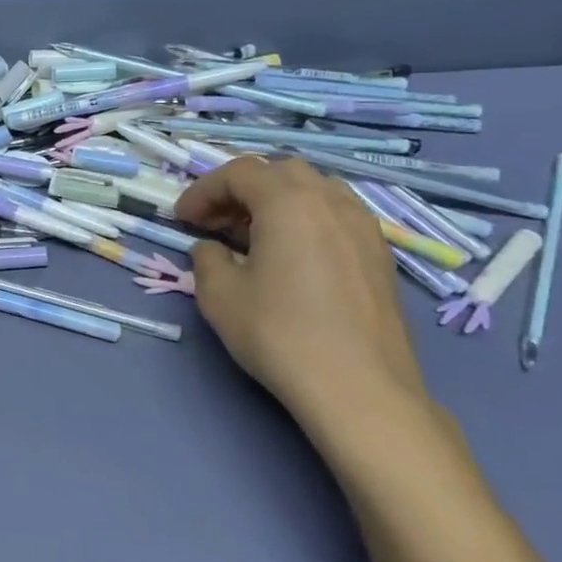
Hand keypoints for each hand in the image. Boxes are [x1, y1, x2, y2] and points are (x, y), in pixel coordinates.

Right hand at [176, 157, 430, 441]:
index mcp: (288, 201)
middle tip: (216, 222)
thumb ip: (206, 259)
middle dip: (241, 190)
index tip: (182, 220)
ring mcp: (363, 226)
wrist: (359, 389)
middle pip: (279, 173)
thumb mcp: (219, 295)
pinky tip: (291, 257)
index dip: (203, 190)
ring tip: (253, 236)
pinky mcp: (379, 255)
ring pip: (313, 190)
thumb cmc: (280, 334)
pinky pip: (336, 216)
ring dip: (276, 202)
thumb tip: (212, 249)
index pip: (238, 173)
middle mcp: (331, 201)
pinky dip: (306, 220)